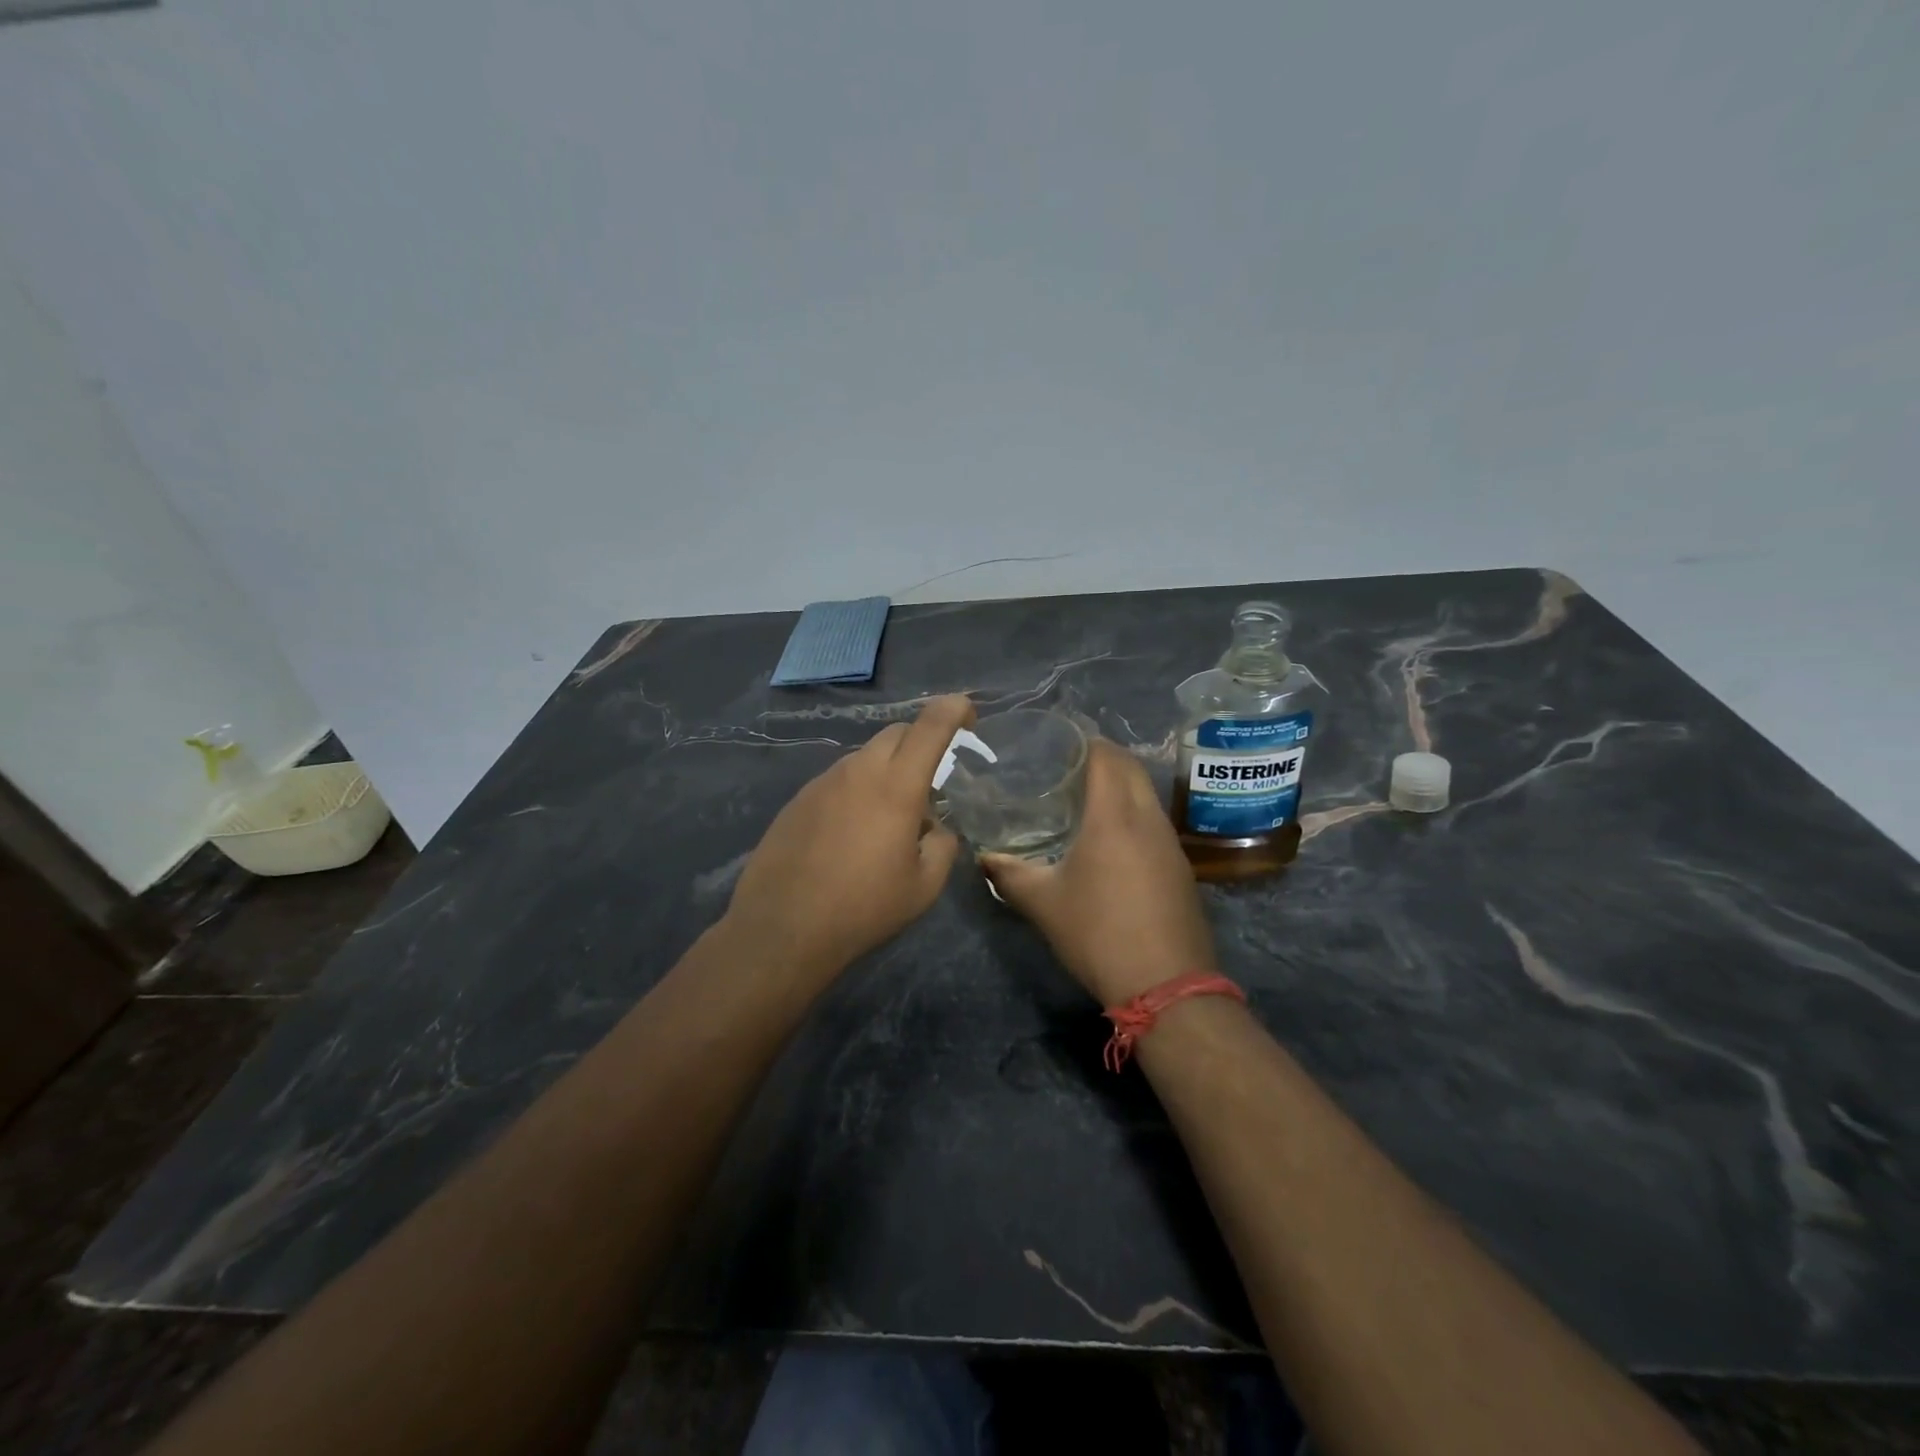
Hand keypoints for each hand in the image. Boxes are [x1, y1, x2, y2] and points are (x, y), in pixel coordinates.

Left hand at [724, 694, 974, 977]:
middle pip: (896, 733)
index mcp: (897, 786)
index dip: (954, 709)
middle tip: (931, 780)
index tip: (968, 716)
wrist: (782, 929)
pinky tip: (851, 835)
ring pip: (865, 757)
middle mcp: (858, 771)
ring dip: (887, 771)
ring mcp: (822, 782)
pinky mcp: (798, 800)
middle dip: (921, 743)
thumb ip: (943, 846)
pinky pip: (838, 781)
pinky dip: (857, 791)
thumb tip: (935, 830)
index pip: (931, 725)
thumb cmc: (863, 908)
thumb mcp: (923, 887)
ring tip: (889, 819)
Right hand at [982, 740, 1216, 1005]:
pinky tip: (1110, 838)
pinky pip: (1154, 821)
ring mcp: (1170, 842)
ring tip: (1084, 797)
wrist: (1167, 985)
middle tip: (1066, 766)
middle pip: (1130, 767)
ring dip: (1120, 785)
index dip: (1083, 741)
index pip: (1105, 755)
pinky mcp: (1181, 866)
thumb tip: (983, 858)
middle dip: (1102, 757)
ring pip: (1146, 794)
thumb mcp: (1043, 903)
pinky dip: (1132, 813)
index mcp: (1114, 815)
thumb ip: (1009, 874)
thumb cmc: (1099, 933)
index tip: (1057, 742)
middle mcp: (1148, 818)